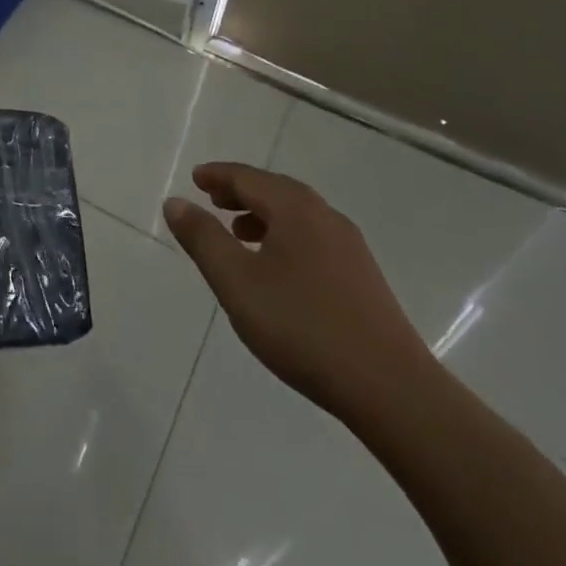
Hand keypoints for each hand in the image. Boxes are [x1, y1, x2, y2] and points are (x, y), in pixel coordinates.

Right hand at [162, 162, 432, 423]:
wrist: (391, 389)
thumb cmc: (302, 328)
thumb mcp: (236, 282)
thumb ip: (202, 239)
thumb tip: (175, 202)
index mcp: (295, 209)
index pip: (248, 178)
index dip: (218, 176)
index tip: (196, 179)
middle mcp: (325, 216)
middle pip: (275, 190)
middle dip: (241, 192)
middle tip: (213, 200)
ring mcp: (350, 247)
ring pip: (297, 215)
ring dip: (264, 215)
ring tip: (239, 234)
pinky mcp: (363, 277)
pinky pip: (314, 238)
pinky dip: (286, 236)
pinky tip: (278, 269)